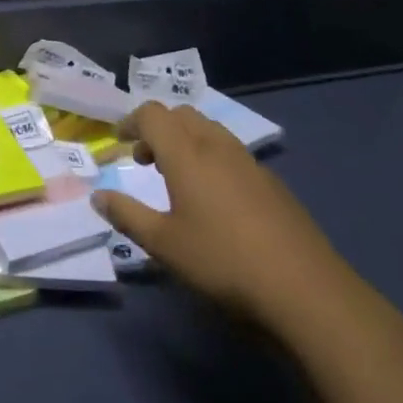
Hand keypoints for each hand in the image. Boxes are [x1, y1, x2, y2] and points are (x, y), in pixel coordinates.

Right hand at [91, 102, 356, 323]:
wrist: (304, 288)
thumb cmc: (222, 261)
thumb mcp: (163, 244)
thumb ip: (127, 215)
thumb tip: (98, 196)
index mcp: (186, 153)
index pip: (152, 114)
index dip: (131, 121)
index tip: (119, 142)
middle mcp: (217, 146)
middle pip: (182, 114)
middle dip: (158, 128)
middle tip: (144, 160)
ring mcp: (249, 162)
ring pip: (209, 130)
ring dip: (185, 140)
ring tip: (177, 178)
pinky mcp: (272, 182)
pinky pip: (231, 152)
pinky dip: (211, 158)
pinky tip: (215, 200)